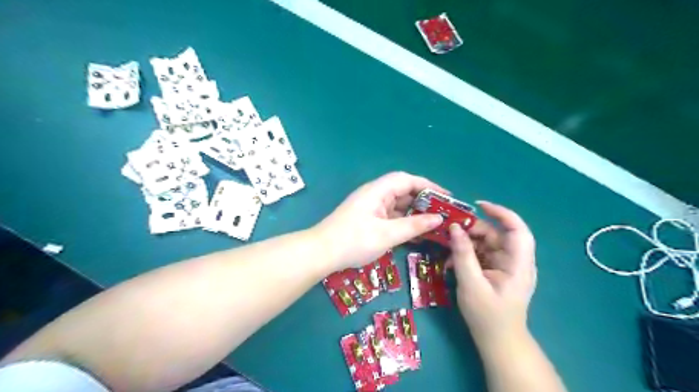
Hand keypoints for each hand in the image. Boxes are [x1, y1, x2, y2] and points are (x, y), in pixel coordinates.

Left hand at [314, 173, 443, 270]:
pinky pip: (391, 216)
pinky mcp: (368, 219)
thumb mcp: (388, 234)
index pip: (408, 180)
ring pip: (398, 205)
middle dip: (424, 201)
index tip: (447, 197)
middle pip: (404, 191)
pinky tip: (416, 234)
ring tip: (435, 225)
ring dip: (415, 213)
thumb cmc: (354, 240)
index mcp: (378, 190)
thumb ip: (414, 225)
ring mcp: (371, 207)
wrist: (322, 253)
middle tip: (443, 213)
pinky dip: (404, 222)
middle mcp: (375, 194)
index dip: (429, 186)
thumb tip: (438, 219)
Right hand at [448, 202, 536, 346]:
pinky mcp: (497, 271)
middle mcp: (515, 261)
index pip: (517, 230)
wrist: (498, 341)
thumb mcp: (471, 284)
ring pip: (487, 243)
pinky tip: (453, 262)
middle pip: (497, 234)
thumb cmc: (488, 316)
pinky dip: (467, 254)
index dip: (501, 213)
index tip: (478, 205)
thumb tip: (454, 228)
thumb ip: (463, 254)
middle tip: (450, 231)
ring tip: (447, 248)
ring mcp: (506, 266)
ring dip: (467, 243)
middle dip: (473, 230)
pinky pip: (482, 254)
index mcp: (518, 264)